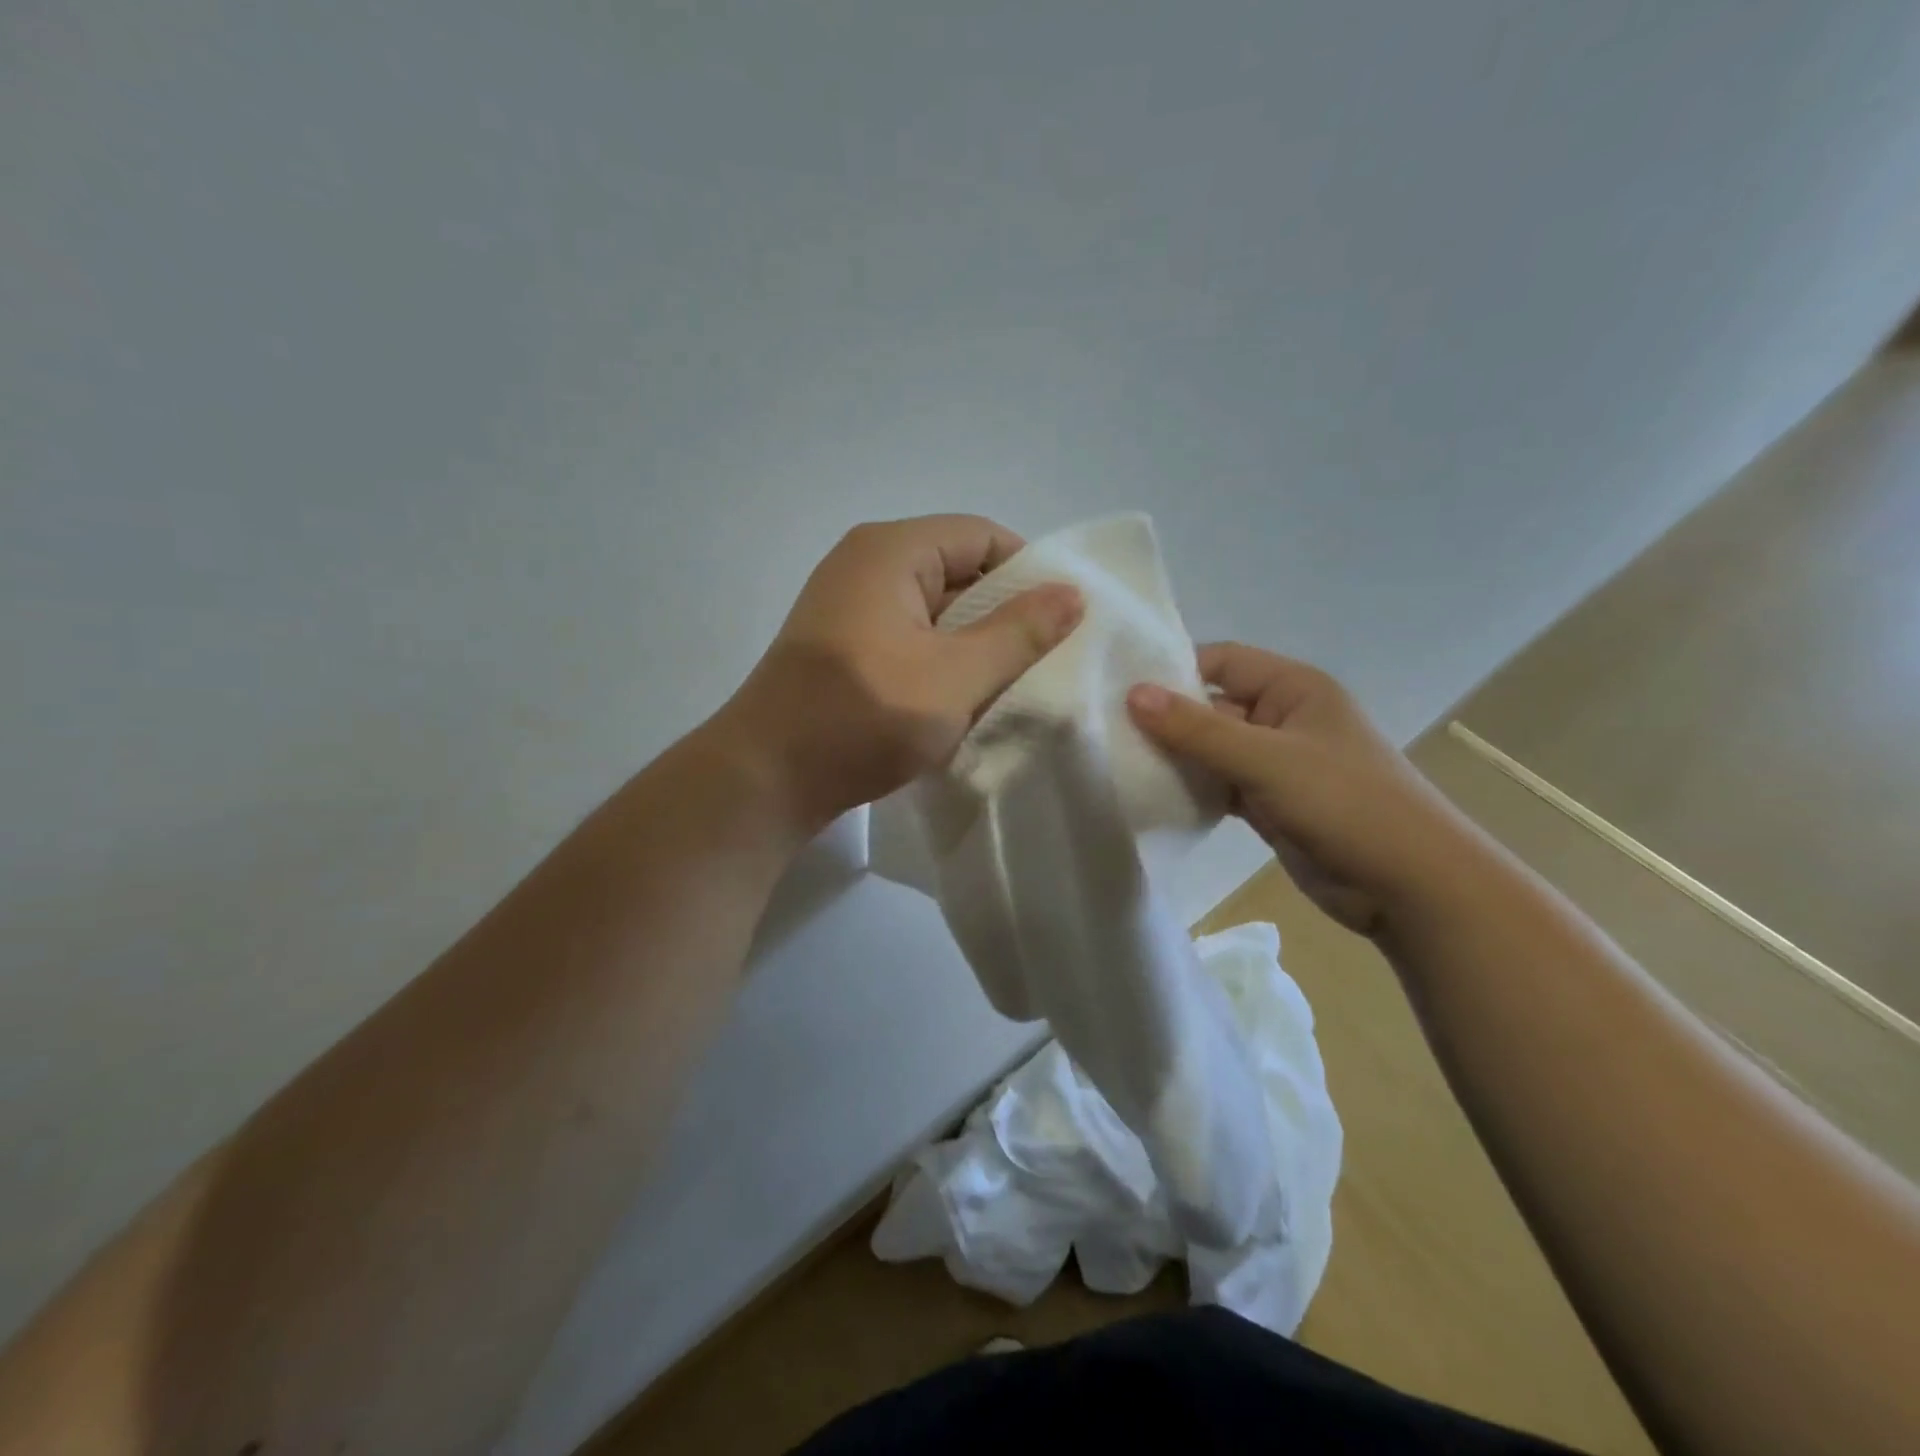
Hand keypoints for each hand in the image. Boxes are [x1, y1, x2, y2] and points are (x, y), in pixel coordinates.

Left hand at [718, 516, 1082, 831]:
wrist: (766, 779)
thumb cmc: (862, 718)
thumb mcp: (955, 677)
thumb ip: (1019, 634)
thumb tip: (1072, 594)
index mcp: (891, 551)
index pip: (982, 536)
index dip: (1028, 573)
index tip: (1061, 623)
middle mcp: (866, 564)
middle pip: (958, 571)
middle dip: (1003, 615)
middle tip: (1044, 662)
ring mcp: (849, 607)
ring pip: (935, 612)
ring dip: (973, 646)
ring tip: (1010, 687)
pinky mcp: (843, 646)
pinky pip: (909, 639)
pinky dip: (940, 663)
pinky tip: (962, 702)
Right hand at [1127, 644, 1472, 935]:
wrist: (1409, 886)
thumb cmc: (1346, 803)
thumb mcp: (1267, 760)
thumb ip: (1198, 729)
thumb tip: (1133, 694)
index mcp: (1292, 688)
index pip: (1220, 661)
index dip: (1173, 670)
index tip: (1119, 688)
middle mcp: (1282, 718)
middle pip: (1211, 706)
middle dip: (1166, 719)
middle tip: (1107, 731)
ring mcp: (1276, 763)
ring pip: (1212, 749)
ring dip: (1176, 757)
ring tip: (1120, 763)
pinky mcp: (1269, 802)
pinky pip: (1220, 784)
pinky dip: (1193, 789)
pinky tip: (1154, 796)